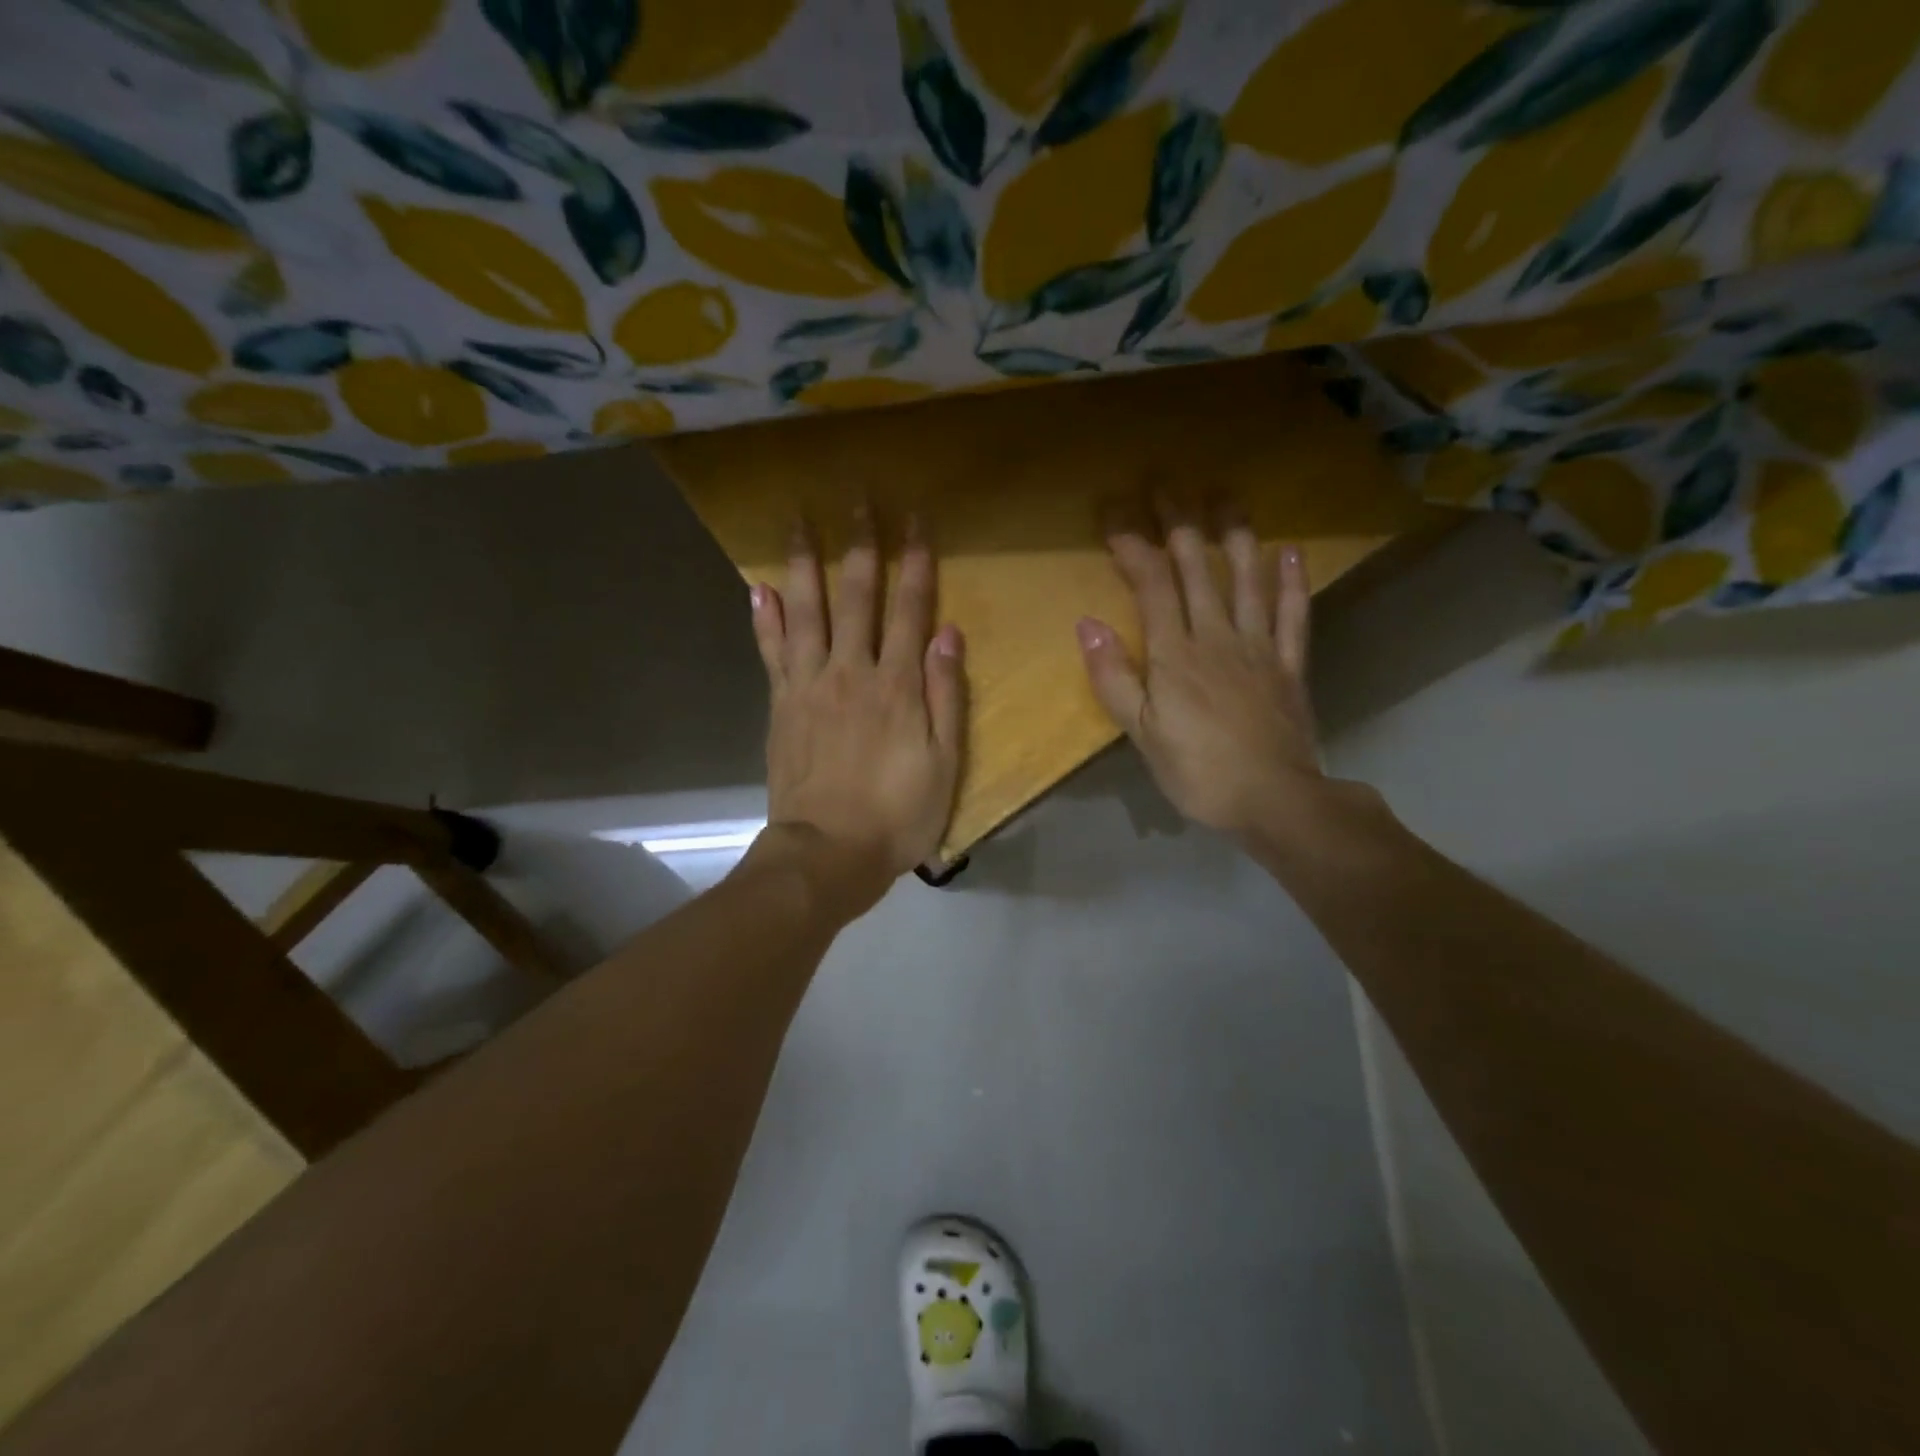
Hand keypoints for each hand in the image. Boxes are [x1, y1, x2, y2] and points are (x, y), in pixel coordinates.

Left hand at [749, 511, 965, 916]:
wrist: (827, 854)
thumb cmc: (897, 815)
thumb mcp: (944, 764)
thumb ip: (946, 695)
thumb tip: (947, 633)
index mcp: (897, 685)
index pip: (910, 608)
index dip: (915, 561)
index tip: (916, 518)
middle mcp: (851, 671)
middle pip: (856, 596)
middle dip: (860, 543)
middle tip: (857, 497)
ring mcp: (809, 685)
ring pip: (806, 611)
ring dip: (804, 562)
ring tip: (798, 520)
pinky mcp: (781, 705)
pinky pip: (771, 652)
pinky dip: (764, 618)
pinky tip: (758, 587)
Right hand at [1076, 498, 1322, 838]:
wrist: (1275, 800)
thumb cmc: (1198, 772)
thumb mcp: (1141, 734)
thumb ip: (1114, 678)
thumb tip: (1087, 624)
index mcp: (1176, 654)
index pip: (1152, 585)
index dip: (1132, 545)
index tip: (1114, 512)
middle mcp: (1218, 637)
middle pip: (1198, 568)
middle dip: (1179, 523)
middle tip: (1166, 483)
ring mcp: (1259, 647)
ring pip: (1247, 579)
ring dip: (1235, 534)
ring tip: (1226, 496)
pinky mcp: (1290, 665)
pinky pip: (1294, 614)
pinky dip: (1292, 581)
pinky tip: (1290, 551)